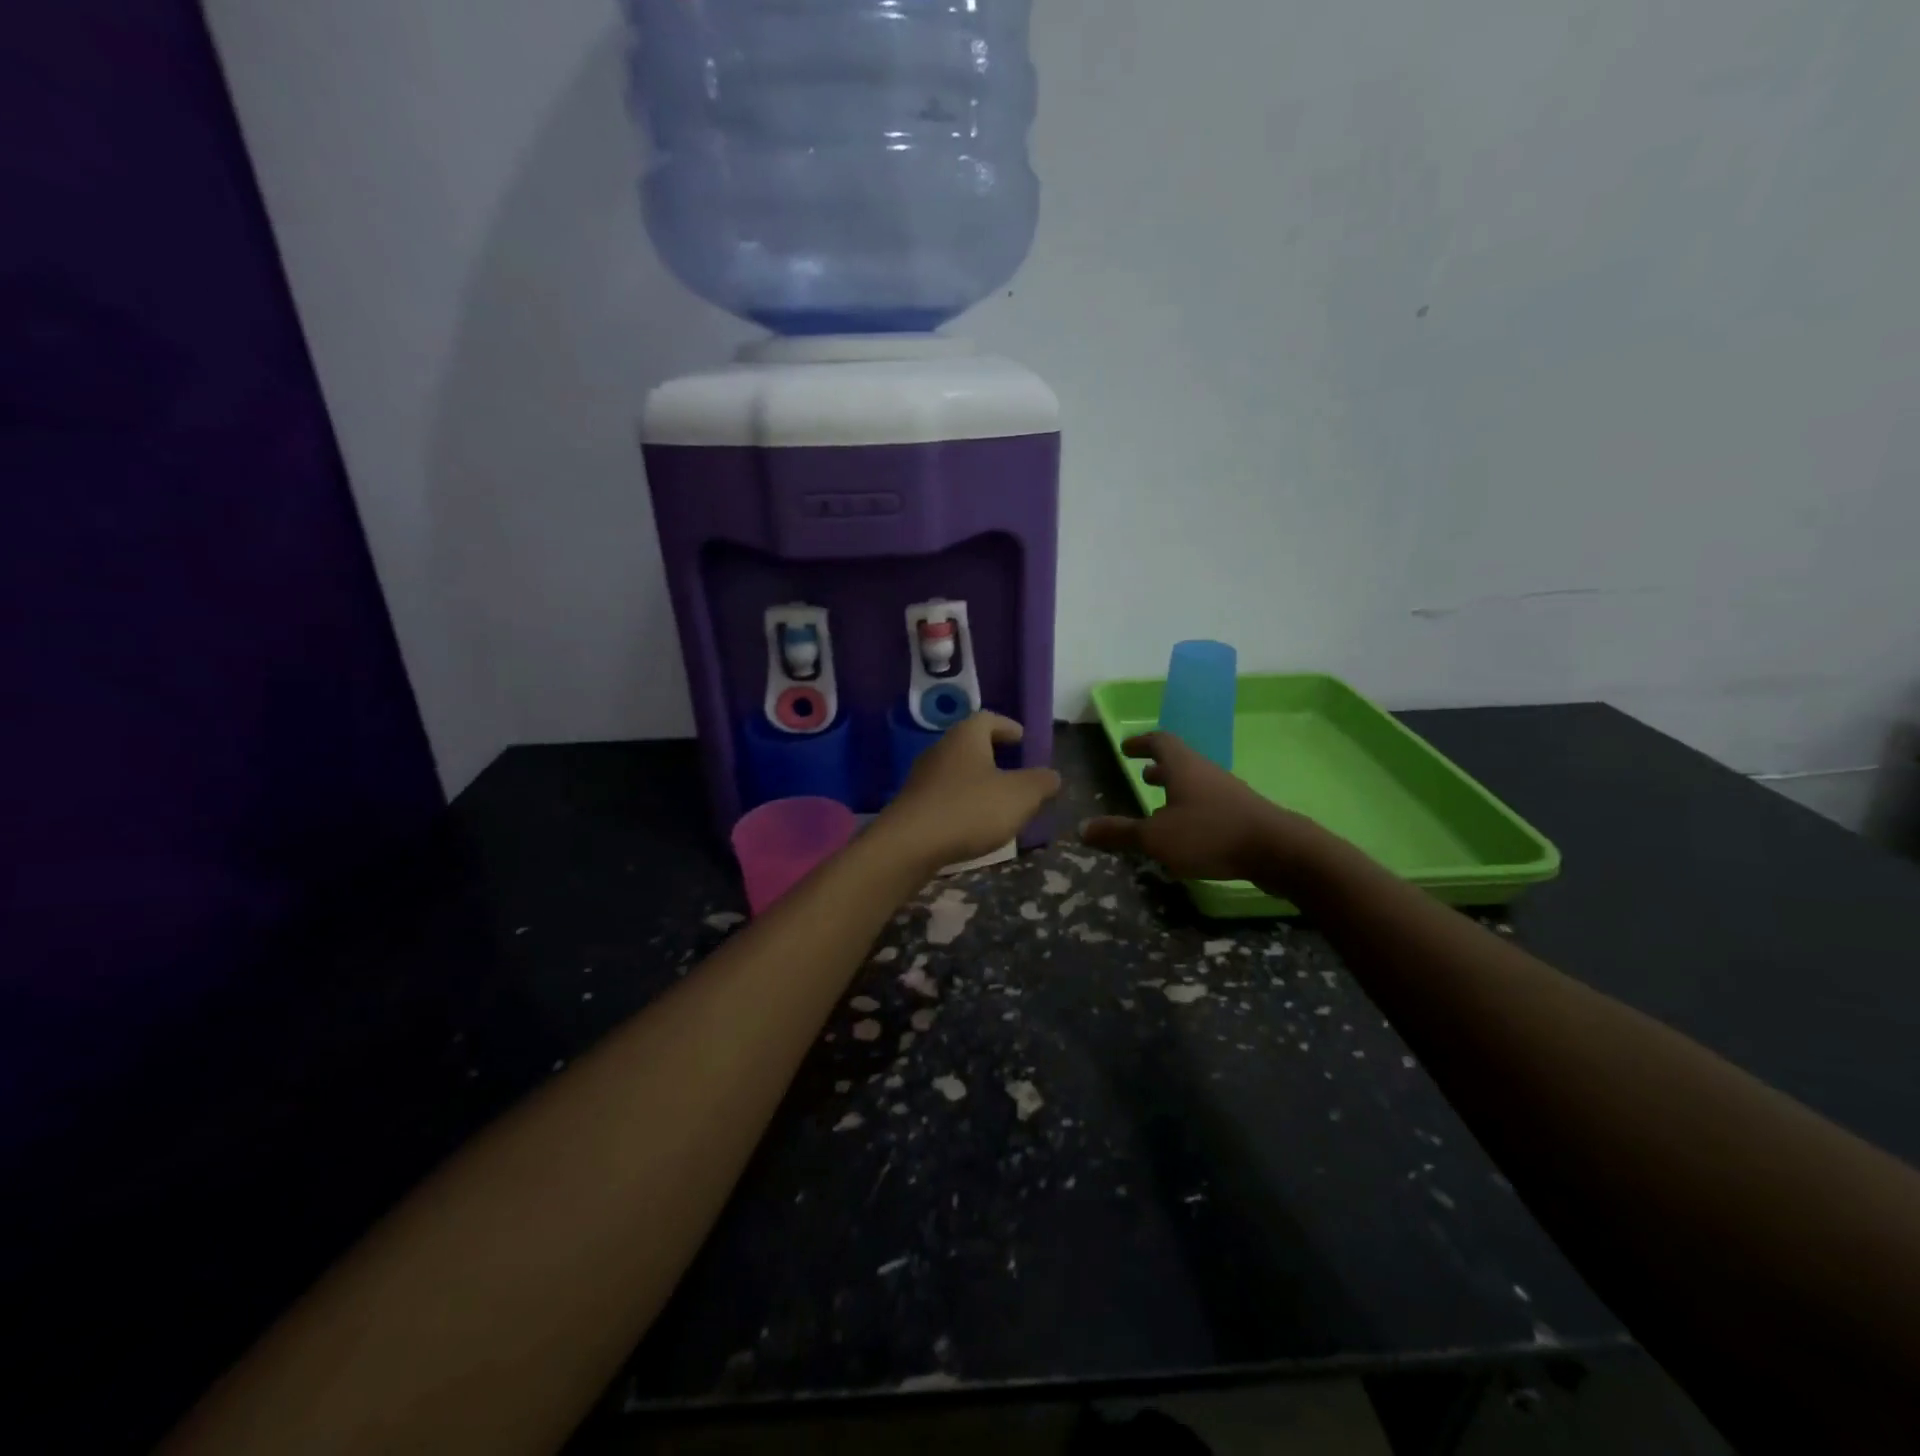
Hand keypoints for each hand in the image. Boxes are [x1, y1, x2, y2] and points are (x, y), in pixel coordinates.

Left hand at [879, 714, 1062, 869]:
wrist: (909, 844)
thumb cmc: (970, 809)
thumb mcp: (1019, 796)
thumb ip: (1040, 783)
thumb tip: (1052, 775)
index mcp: (966, 737)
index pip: (988, 719)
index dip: (1007, 727)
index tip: (1022, 739)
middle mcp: (941, 749)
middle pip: (970, 744)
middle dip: (993, 755)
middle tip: (1015, 770)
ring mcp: (922, 777)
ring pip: (956, 771)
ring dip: (977, 781)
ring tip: (999, 800)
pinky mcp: (913, 805)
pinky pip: (944, 795)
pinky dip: (962, 802)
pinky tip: (974, 823)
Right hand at [1081, 731, 1319, 881]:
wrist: (1278, 850)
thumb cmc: (1209, 834)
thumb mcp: (1156, 838)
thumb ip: (1120, 833)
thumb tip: (1082, 829)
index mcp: (1182, 766)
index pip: (1159, 741)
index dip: (1141, 743)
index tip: (1126, 747)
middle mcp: (1205, 772)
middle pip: (1180, 760)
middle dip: (1159, 766)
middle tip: (1142, 774)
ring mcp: (1228, 792)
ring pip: (1196, 782)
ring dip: (1176, 788)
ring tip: (1160, 804)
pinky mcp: (1243, 814)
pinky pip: (1210, 802)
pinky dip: (1192, 808)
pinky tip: (1188, 832)